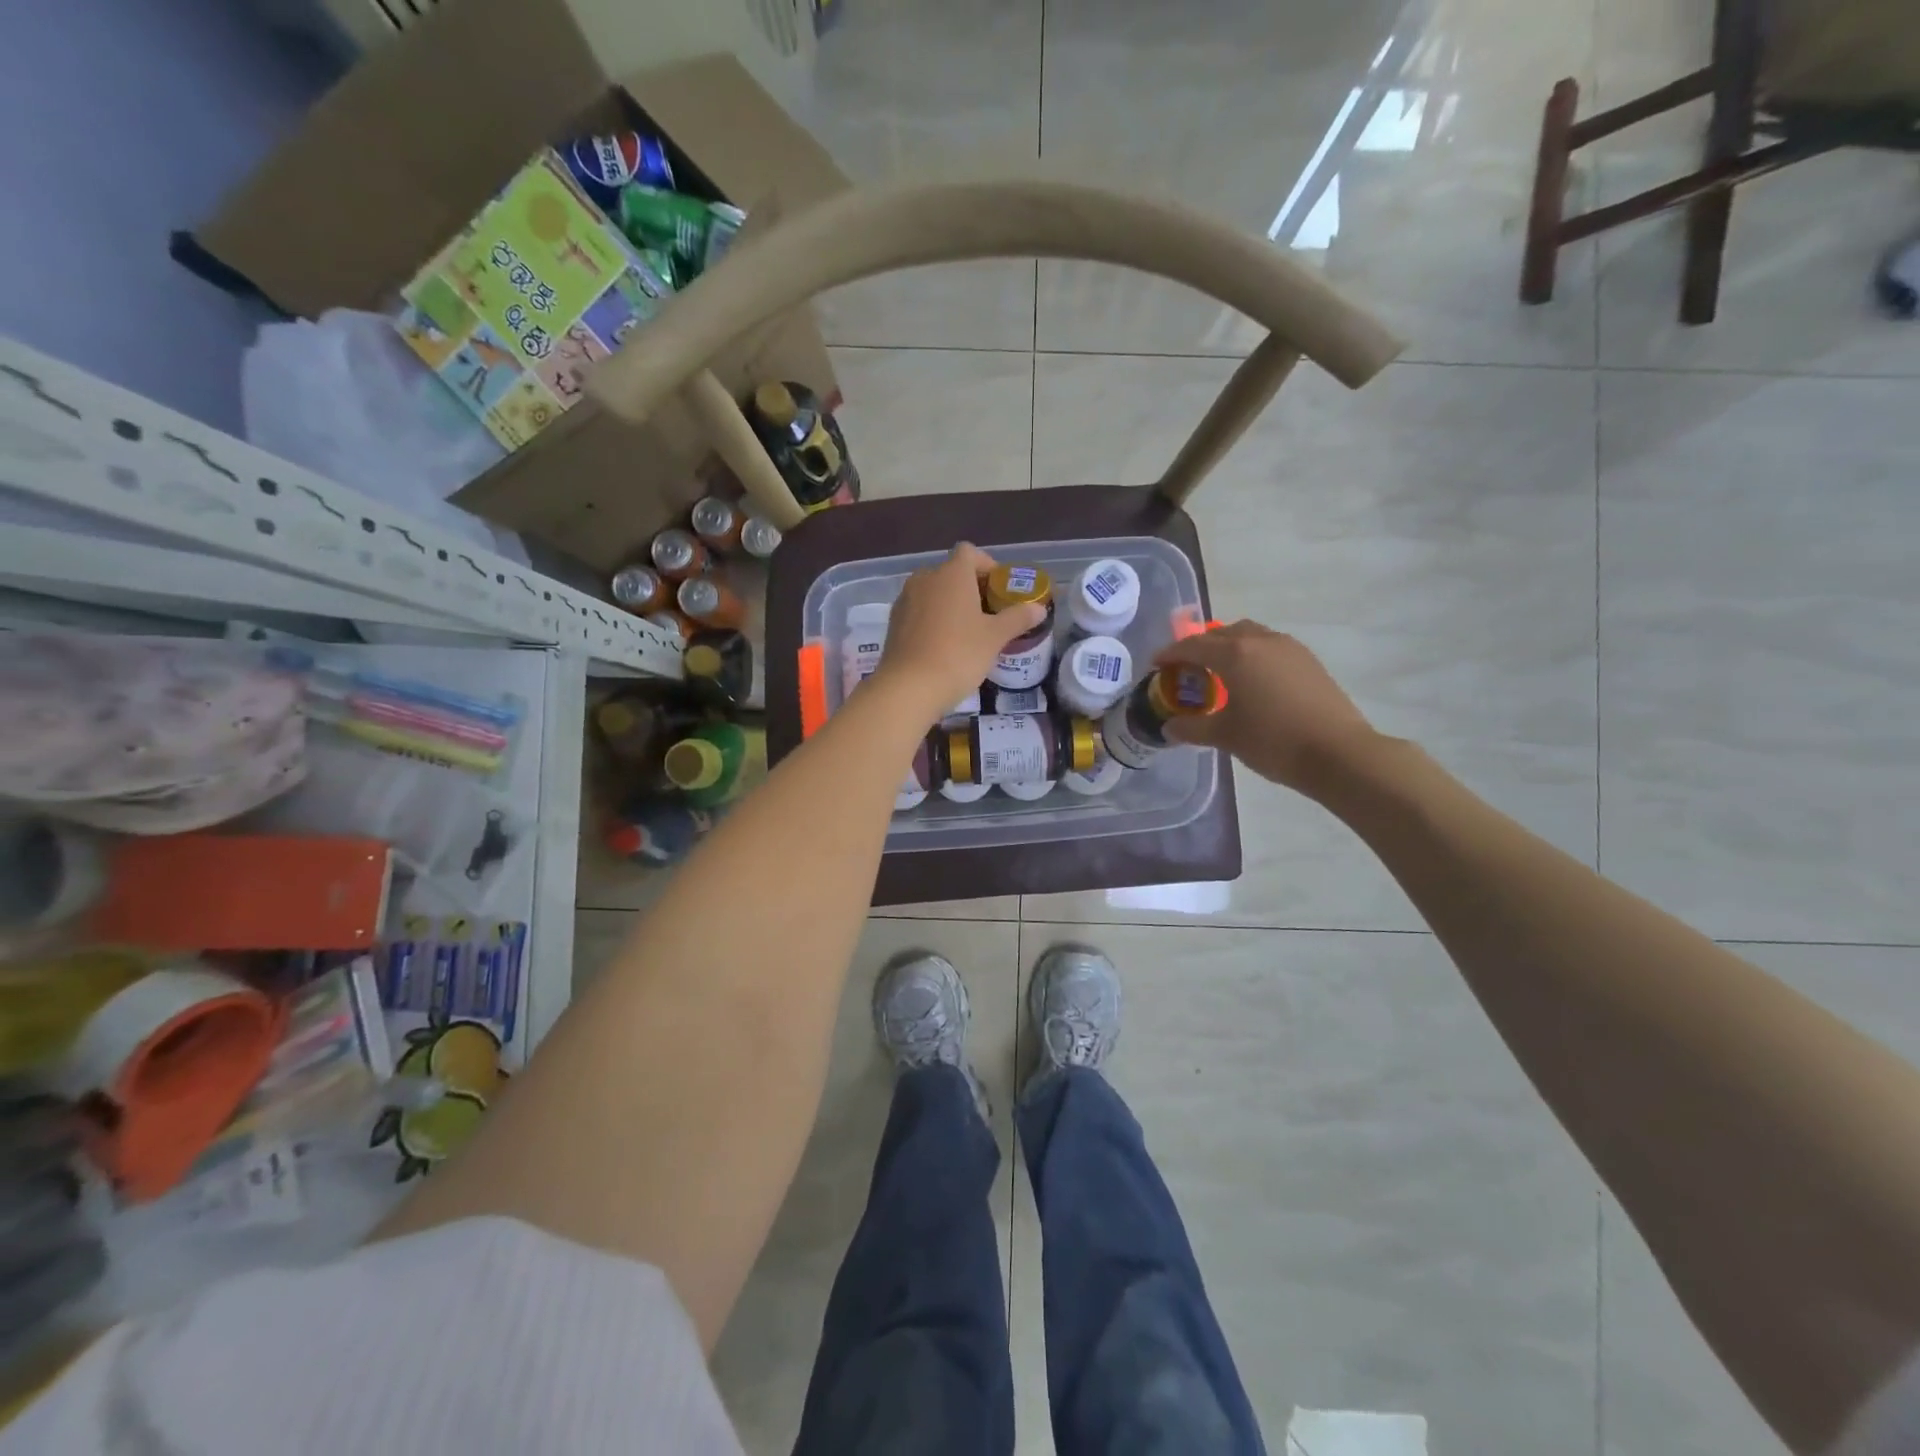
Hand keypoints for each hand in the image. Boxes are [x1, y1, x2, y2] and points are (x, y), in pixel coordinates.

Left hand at [872, 543, 1046, 723]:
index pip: (970, 552)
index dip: (987, 565)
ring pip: (933, 592)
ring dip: (950, 604)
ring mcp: (905, 600)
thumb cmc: (958, 654)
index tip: (1000, 590)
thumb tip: (1038, 608)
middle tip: (989, 614)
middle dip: (971, 588)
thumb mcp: (995, 637)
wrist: (908, 688)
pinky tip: (944, 645)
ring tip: (967, 632)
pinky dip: (933, 619)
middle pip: (951, 572)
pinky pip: (919, 611)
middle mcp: (925, 579)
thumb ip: (1018, 618)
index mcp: (951, 574)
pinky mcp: (894, 623)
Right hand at [1154, 621, 1379, 795]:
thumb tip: (1169, 728)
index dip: (1171, 654)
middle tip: (1187, 669)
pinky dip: (1252, 656)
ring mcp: (1289, 648)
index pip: (1193, 646)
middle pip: (1222, 634)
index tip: (1156, 665)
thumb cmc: (1273, 741)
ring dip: (1229, 647)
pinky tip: (1251, 682)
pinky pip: (1270, 648)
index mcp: (1236, 654)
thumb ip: (1193, 728)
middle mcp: (1261, 641)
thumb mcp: (1226, 736)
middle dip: (1200, 647)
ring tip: (1219, 672)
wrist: (1338, 753)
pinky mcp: (1309, 662)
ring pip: (1250, 636)